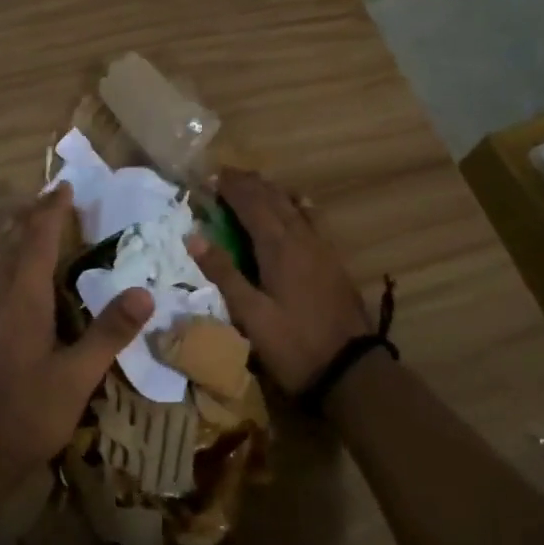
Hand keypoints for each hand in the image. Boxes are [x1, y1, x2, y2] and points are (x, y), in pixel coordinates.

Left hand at [0, 182, 154, 468]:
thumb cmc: (31, 414)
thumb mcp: (79, 376)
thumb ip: (109, 333)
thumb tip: (144, 292)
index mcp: (25, 300)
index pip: (39, 242)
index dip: (51, 213)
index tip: (64, 187)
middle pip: (14, 245)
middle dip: (32, 217)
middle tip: (50, 196)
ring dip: (8, 237)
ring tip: (20, 219)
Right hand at [189, 169, 371, 393]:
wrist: (350, 369)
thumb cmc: (292, 344)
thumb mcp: (250, 314)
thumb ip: (223, 273)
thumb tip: (193, 236)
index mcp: (278, 247)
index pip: (251, 204)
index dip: (229, 188)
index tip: (208, 177)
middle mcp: (301, 238)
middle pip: (273, 198)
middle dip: (248, 183)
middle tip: (224, 175)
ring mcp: (321, 247)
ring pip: (294, 205)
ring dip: (271, 190)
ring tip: (252, 184)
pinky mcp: (332, 260)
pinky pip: (312, 218)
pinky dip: (296, 204)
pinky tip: (296, 204)